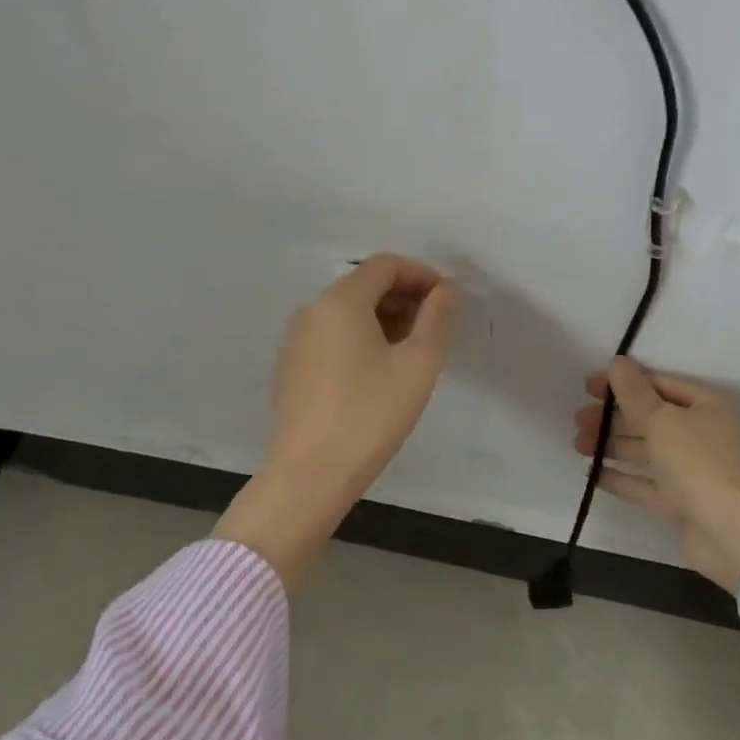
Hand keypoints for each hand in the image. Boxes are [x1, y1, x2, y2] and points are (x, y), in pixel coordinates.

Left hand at [217, 254, 457, 589]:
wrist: (309, 474)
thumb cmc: (370, 415)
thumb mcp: (418, 365)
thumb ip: (436, 318)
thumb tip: (445, 291)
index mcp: (341, 301)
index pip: (385, 265)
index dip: (421, 274)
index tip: (448, 299)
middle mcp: (312, 309)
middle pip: (364, 284)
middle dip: (404, 295)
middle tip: (435, 324)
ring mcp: (296, 338)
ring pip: (347, 310)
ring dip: (383, 316)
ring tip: (412, 348)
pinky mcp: (291, 366)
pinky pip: (331, 334)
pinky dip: (360, 336)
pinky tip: (378, 369)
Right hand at [574, 357, 739, 593]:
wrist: (727, 531)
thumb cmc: (695, 461)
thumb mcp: (660, 419)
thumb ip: (634, 392)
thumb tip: (618, 362)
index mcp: (704, 407)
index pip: (659, 385)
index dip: (624, 383)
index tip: (589, 388)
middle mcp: (699, 434)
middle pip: (649, 418)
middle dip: (613, 417)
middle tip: (579, 421)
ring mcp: (689, 470)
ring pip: (644, 450)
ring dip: (611, 444)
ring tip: (578, 445)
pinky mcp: (679, 501)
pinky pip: (644, 483)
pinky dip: (620, 477)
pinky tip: (592, 473)